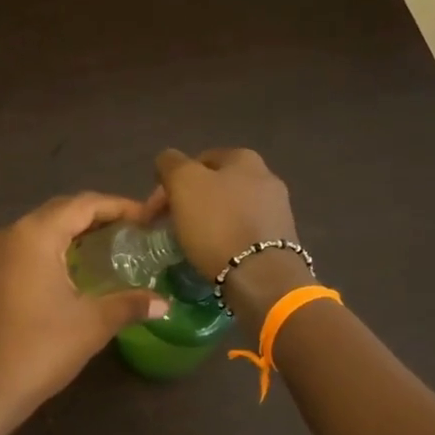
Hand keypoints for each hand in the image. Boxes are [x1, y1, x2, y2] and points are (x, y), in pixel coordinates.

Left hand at [0, 193, 169, 425]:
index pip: (83, 204)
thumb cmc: (40, 349)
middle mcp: (10, 234)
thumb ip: (129, 304)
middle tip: (132, 232)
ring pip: (40, 228)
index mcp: (35, 235)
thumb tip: (163, 303)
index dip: (119, 207)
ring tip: (109, 248)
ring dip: (74, 232)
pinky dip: (53, 248)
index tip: (147, 219)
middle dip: (97, 216)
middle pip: (60, 211)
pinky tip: (74, 270)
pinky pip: (26, 247)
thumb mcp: (92, 324)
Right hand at [149, 148, 298, 278]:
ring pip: (228, 210)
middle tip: (168, 226)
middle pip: (214, 186)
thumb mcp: (184, 183)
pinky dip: (225, 240)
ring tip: (189, 243)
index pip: (197, 161)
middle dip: (189, 202)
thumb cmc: (218, 224)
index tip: (155, 211)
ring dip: (206, 222)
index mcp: (244, 158)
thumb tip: (167, 160)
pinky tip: (214, 255)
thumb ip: (171, 163)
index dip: (171, 183)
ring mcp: (277, 209)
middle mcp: (266, 177)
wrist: (261, 276)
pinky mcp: (279, 240)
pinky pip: (242, 232)